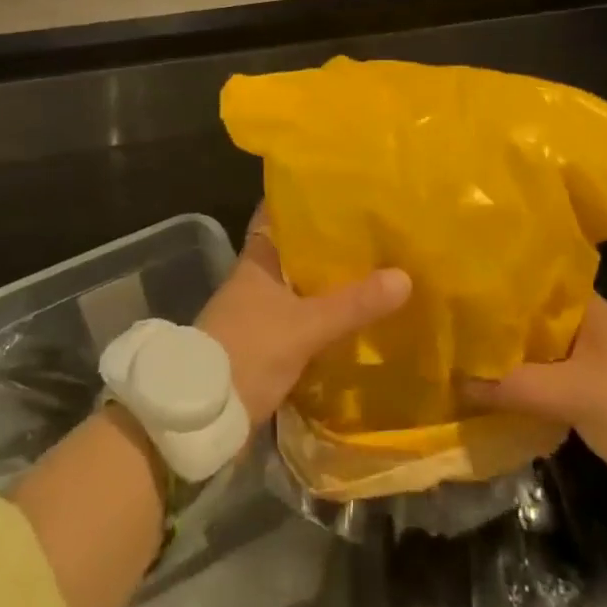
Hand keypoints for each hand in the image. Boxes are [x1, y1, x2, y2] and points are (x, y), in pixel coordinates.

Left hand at [196, 212, 410, 427]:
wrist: (201, 416)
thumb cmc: (248, 351)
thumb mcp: (306, 326)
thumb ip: (353, 303)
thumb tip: (405, 276)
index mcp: (258, 259)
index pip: (280, 214)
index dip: (306, 200)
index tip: (341, 190)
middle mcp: (256, 278)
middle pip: (295, 251)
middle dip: (329, 244)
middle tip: (373, 231)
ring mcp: (257, 312)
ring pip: (300, 286)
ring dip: (327, 283)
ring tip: (373, 270)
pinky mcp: (263, 344)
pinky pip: (300, 318)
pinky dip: (322, 315)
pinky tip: (351, 318)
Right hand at [461, 294, 606, 504]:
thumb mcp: (570, 393)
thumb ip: (516, 385)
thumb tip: (460, 381)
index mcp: (587, 306)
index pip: (532, 282)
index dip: (498, 284)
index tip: (462, 287)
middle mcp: (586, 324)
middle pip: (531, 317)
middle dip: (498, 323)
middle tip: (454, 323)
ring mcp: (589, 358)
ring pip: (537, 348)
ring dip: (510, 355)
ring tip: (464, 352)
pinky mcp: (591, 390)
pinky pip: (546, 376)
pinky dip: (524, 380)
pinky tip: (494, 386)